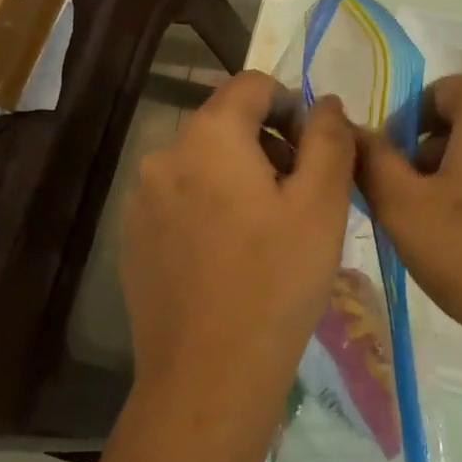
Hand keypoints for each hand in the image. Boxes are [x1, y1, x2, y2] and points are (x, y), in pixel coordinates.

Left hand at [120, 71, 354, 413]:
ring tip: (270, 232)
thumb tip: (325, 102)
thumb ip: (328, 139)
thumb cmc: (276, 283)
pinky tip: (232, 257)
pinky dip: (211, 208)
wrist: (208, 376)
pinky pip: (180, 201)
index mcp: (207, 137)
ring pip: (203, 164)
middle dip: (268, 146)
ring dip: (240, 178)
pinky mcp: (132, 238)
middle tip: (303, 197)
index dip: (291, 105)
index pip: (251, 85)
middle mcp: (163, 156)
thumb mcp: (321, 204)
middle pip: (225, 124)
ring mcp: (140, 200)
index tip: (316, 150)